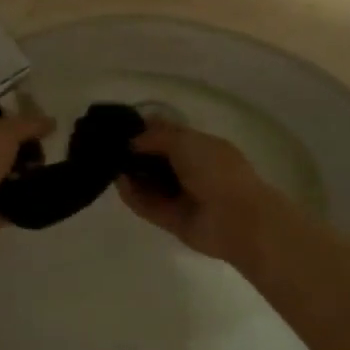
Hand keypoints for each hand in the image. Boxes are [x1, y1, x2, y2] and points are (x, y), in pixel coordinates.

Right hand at [117, 119, 286, 265]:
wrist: (237, 219)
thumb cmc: (216, 171)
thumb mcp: (186, 141)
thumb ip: (157, 136)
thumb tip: (133, 140)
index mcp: (203, 148)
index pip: (171, 136)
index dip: (148, 131)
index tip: (123, 129)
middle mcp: (193, 171)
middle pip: (158, 160)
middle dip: (136, 154)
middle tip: (112, 149)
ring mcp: (183, 197)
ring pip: (151, 184)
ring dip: (133, 176)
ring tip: (111, 165)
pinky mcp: (173, 220)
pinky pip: (148, 206)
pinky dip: (134, 197)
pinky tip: (120, 185)